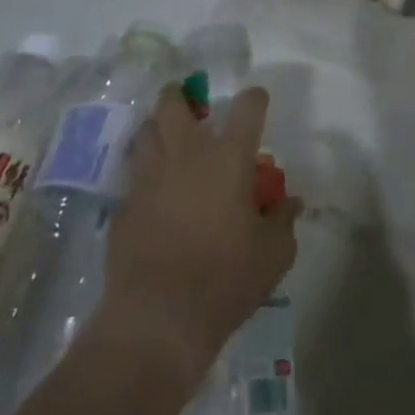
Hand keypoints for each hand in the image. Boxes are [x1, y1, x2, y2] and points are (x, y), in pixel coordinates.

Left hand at [100, 85, 301, 384]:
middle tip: (190, 107)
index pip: (247, 106)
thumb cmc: (224, 280)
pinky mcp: (124, 205)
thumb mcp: (273, 256)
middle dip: (180, 95)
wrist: (157, 319)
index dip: (255, 99)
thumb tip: (290, 203)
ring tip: (166, 140)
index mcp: (228, 157)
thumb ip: (283, 222)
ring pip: (145, 130)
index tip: (257, 103)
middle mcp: (187, 153)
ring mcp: (149, 176)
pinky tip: (150, 191)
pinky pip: (132, 174)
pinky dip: (141, 173)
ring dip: (157, 128)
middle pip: (174, 102)